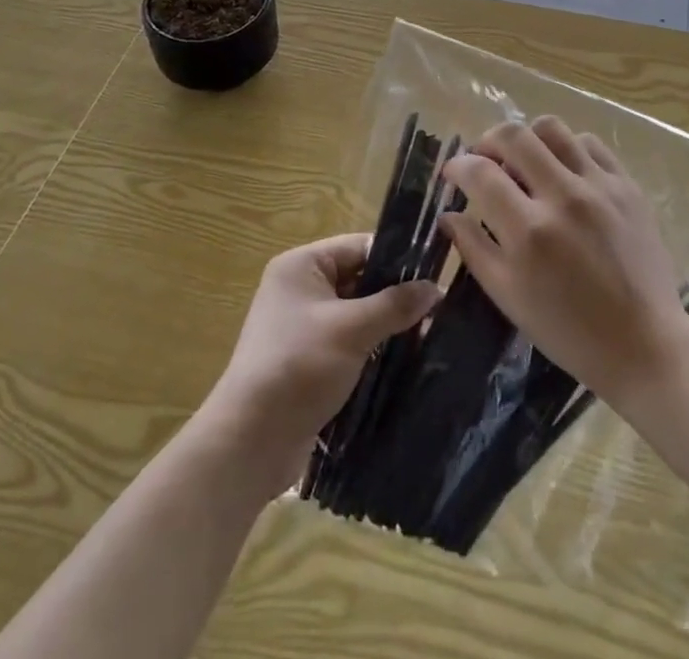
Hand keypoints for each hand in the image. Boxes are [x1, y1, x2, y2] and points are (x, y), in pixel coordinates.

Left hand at [205, 233, 439, 491]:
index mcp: (302, 265)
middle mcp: (299, 288)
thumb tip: (436, 288)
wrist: (250, 441)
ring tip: (430, 335)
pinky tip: (404, 360)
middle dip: (395, 295)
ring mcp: (302, 326)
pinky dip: (372, 348)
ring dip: (386, 325)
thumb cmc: (299, 367)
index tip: (435, 274)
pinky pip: (348, 342)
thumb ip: (395, 305)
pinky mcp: (307, 360)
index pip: (359, 247)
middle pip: (359, 280)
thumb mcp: (352, 329)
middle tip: (438, 309)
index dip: (397, 258)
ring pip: (356, 314)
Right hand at [441, 116, 688, 410]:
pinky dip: (566, 149)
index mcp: (529, 231)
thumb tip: (448, 213)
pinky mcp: (627, 185)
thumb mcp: (508, 297)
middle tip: (485, 161)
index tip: (453, 173)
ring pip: (551, 128)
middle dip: (487, 141)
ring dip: (528, 140)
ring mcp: (599, 186)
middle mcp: (563, 197)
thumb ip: (473, 248)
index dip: (458, 166)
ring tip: (525, 163)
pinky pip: (589, 143)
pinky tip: (563, 172)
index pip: (480, 173)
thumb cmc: (568, 331)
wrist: (644, 344)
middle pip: (514, 135)